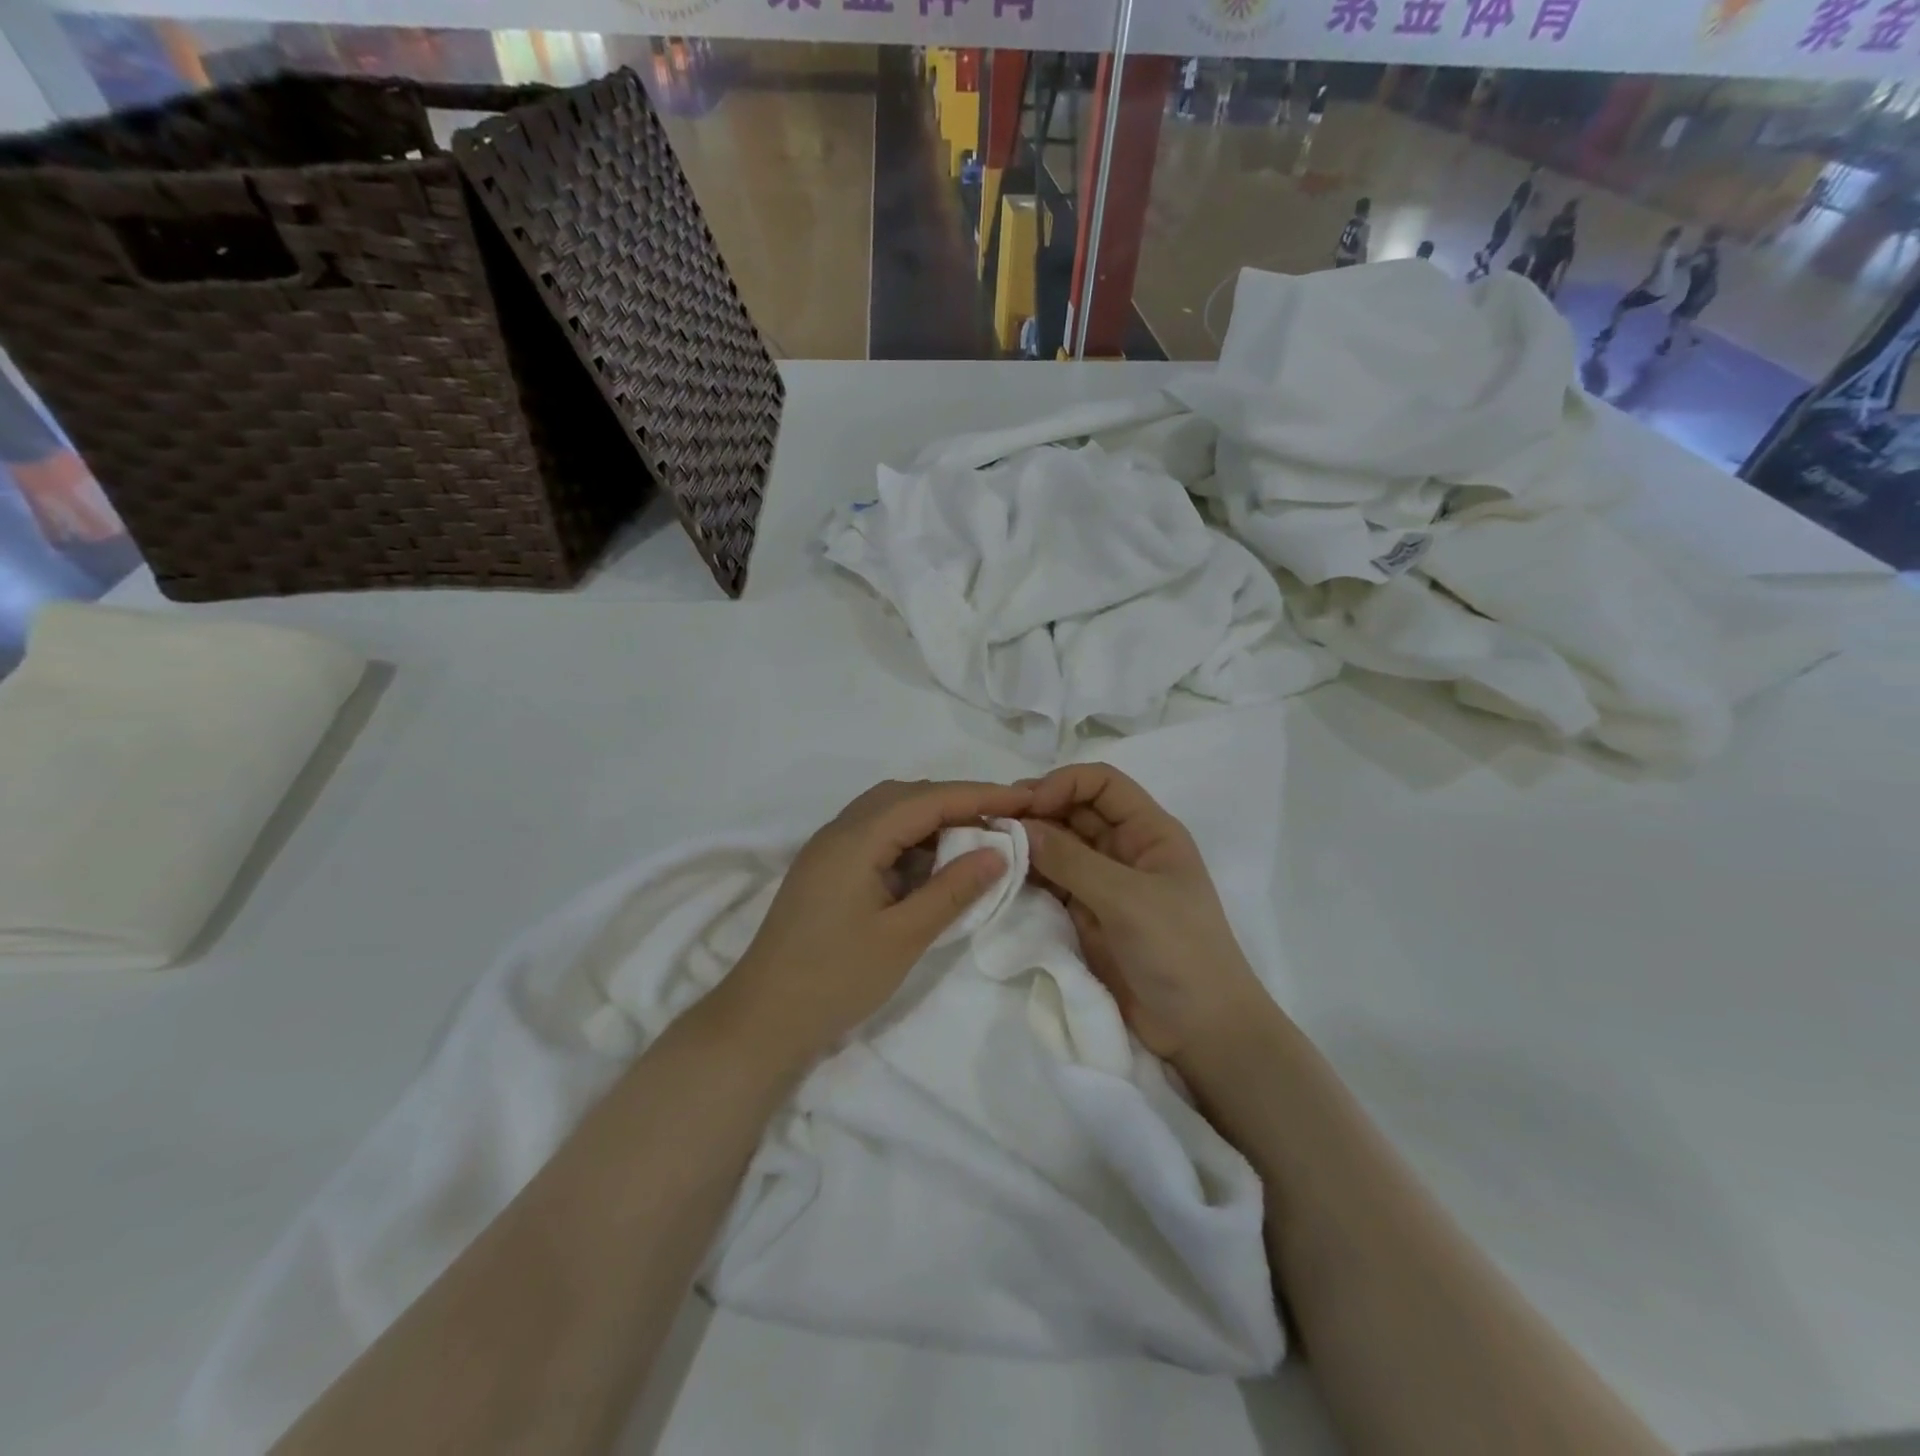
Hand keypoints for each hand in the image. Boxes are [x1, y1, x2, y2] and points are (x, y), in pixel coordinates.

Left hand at [721, 779, 1031, 1064]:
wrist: (763, 1019)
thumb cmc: (835, 978)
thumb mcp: (904, 936)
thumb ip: (953, 890)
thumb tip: (998, 851)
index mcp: (857, 838)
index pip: (928, 799)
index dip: (979, 794)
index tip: (1025, 799)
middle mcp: (839, 831)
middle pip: (906, 796)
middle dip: (957, 801)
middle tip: (1002, 819)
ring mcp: (828, 850)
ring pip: (888, 813)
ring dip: (932, 819)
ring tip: (974, 837)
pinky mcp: (825, 870)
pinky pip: (874, 835)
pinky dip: (909, 839)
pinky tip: (931, 863)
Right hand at [1022, 765, 1266, 1065]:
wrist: (1201, 1031)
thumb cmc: (1178, 951)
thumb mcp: (1127, 899)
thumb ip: (1071, 861)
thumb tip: (1019, 826)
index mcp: (1149, 832)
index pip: (1103, 784)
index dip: (1064, 783)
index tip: (1026, 805)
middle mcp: (1124, 849)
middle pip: (1075, 811)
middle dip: (1038, 811)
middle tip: (993, 825)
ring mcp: (1104, 884)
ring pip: (1059, 847)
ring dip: (1028, 844)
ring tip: (990, 849)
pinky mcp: (1086, 915)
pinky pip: (1052, 883)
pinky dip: (1029, 877)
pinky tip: (1003, 878)